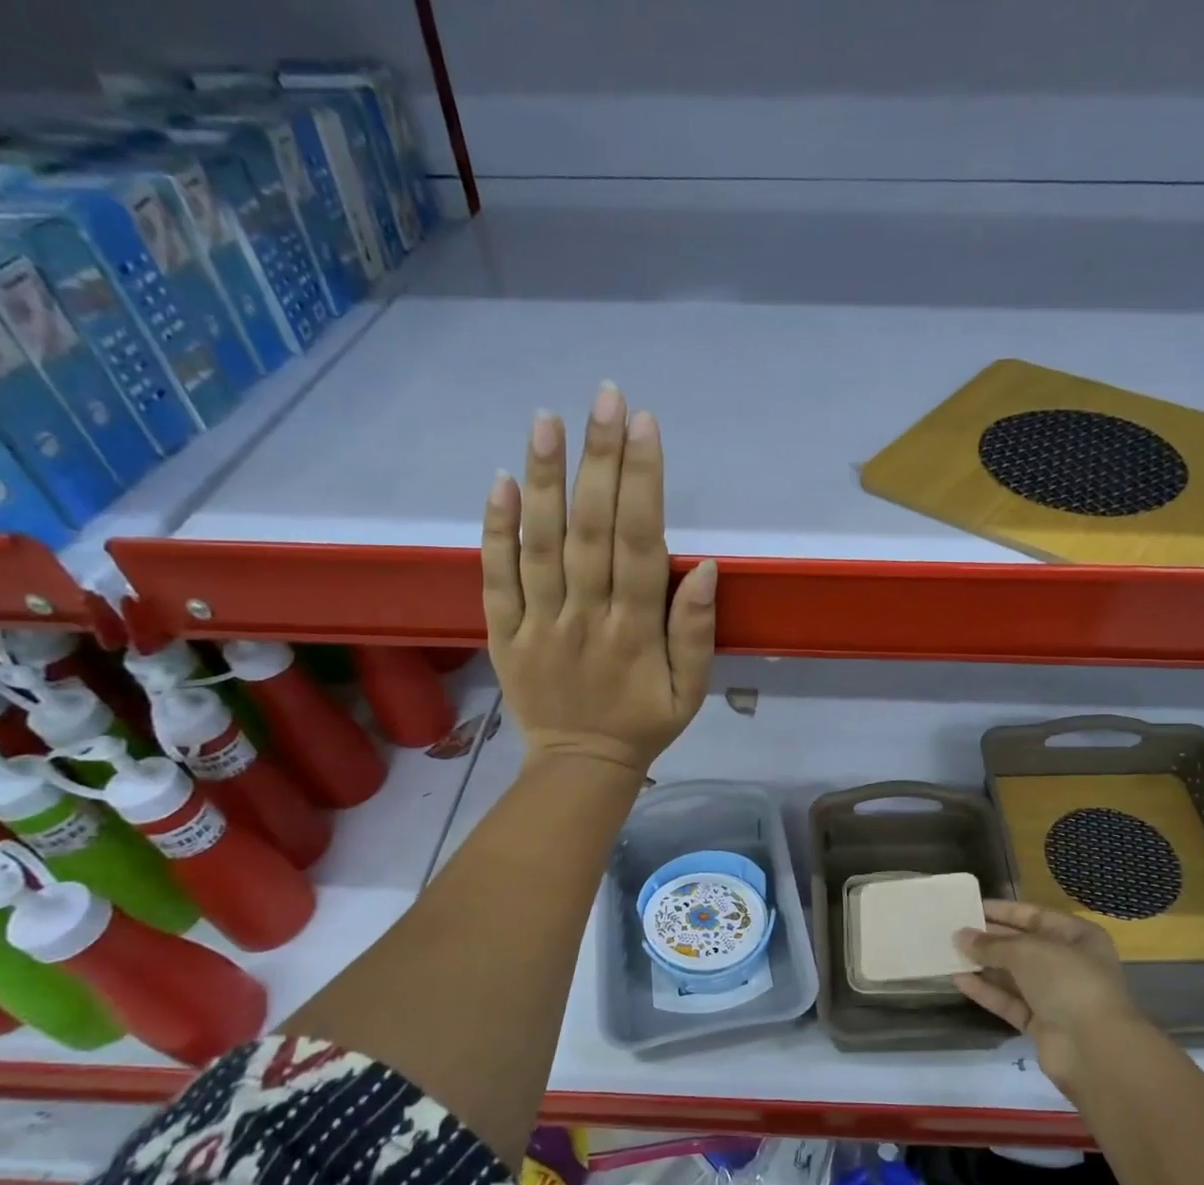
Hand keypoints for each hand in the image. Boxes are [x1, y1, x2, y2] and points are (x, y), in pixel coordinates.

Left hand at [483, 383, 716, 773]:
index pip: (640, 545)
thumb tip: (707, 569)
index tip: (645, 427)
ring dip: (545, 480)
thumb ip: (696, 632)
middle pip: (591, 531)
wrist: (580, 767)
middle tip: (605, 397)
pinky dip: (496, 530)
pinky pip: (496, 578)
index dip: (643, 483)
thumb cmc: (643, 725)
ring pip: (540, 544)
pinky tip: (501, 481)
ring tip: (549, 420)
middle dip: (600, 461)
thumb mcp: (690, 692)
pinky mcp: (503, 634)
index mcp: (635, 632)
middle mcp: (585, 618)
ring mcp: (538, 624)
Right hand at [954, 901, 1143, 1098]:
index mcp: (1078, 937)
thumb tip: (960, 936)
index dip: (1003, 911)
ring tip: (949, 952)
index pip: (1035, 916)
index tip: (971, 907)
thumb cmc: (1067, 981)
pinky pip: (1009, 1001)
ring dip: (984, 965)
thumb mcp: (1027, 951)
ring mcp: (1056, 996)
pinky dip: (986, 991)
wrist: (1094, 1049)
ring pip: (1013, 975)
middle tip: (954, 930)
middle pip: (1023, 946)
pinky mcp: (1041, 1024)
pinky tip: (958, 979)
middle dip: (990, 939)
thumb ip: (991, 944)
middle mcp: (1069, 963)